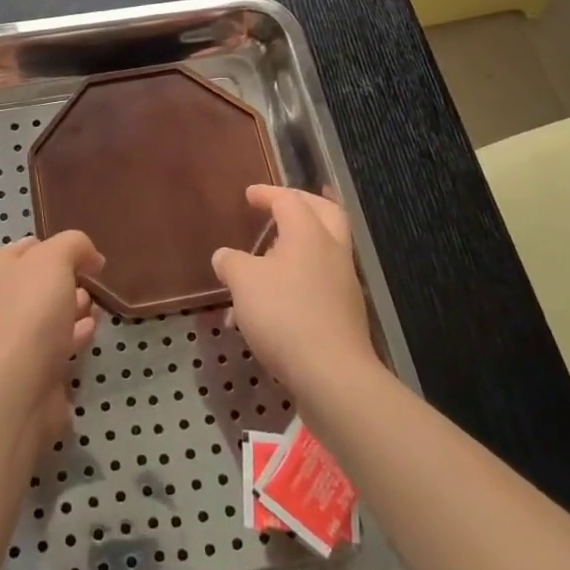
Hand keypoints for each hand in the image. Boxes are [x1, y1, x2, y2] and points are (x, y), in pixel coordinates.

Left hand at [0, 231, 103, 446]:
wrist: (18, 386)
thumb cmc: (32, 311)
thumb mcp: (56, 258)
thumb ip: (75, 244)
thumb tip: (91, 257)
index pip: (31, 246)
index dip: (60, 246)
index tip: (87, 256)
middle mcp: (2, 298)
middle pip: (43, 280)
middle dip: (70, 279)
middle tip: (90, 283)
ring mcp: (15, 334)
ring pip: (52, 312)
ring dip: (75, 306)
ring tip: (93, 307)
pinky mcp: (32, 366)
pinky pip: (58, 341)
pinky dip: (75, 334)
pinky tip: (90, 330)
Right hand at [211, 185, 377, 395]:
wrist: (332, 375)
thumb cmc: (285, 315)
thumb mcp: (244, 283)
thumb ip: (231, 263)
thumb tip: (225, 256)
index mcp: (309, 233)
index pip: (289, 200)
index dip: (267, 194)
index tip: (249, 195)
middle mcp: (332, 251)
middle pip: (325, 213)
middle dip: (301, 205)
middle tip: (278, 207)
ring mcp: (343, 283)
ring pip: (323, 250)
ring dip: (298, 247)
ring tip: (266, 261)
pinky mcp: (345, 313)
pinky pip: (320, 282)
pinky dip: (299, 279)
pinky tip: (273, 303)